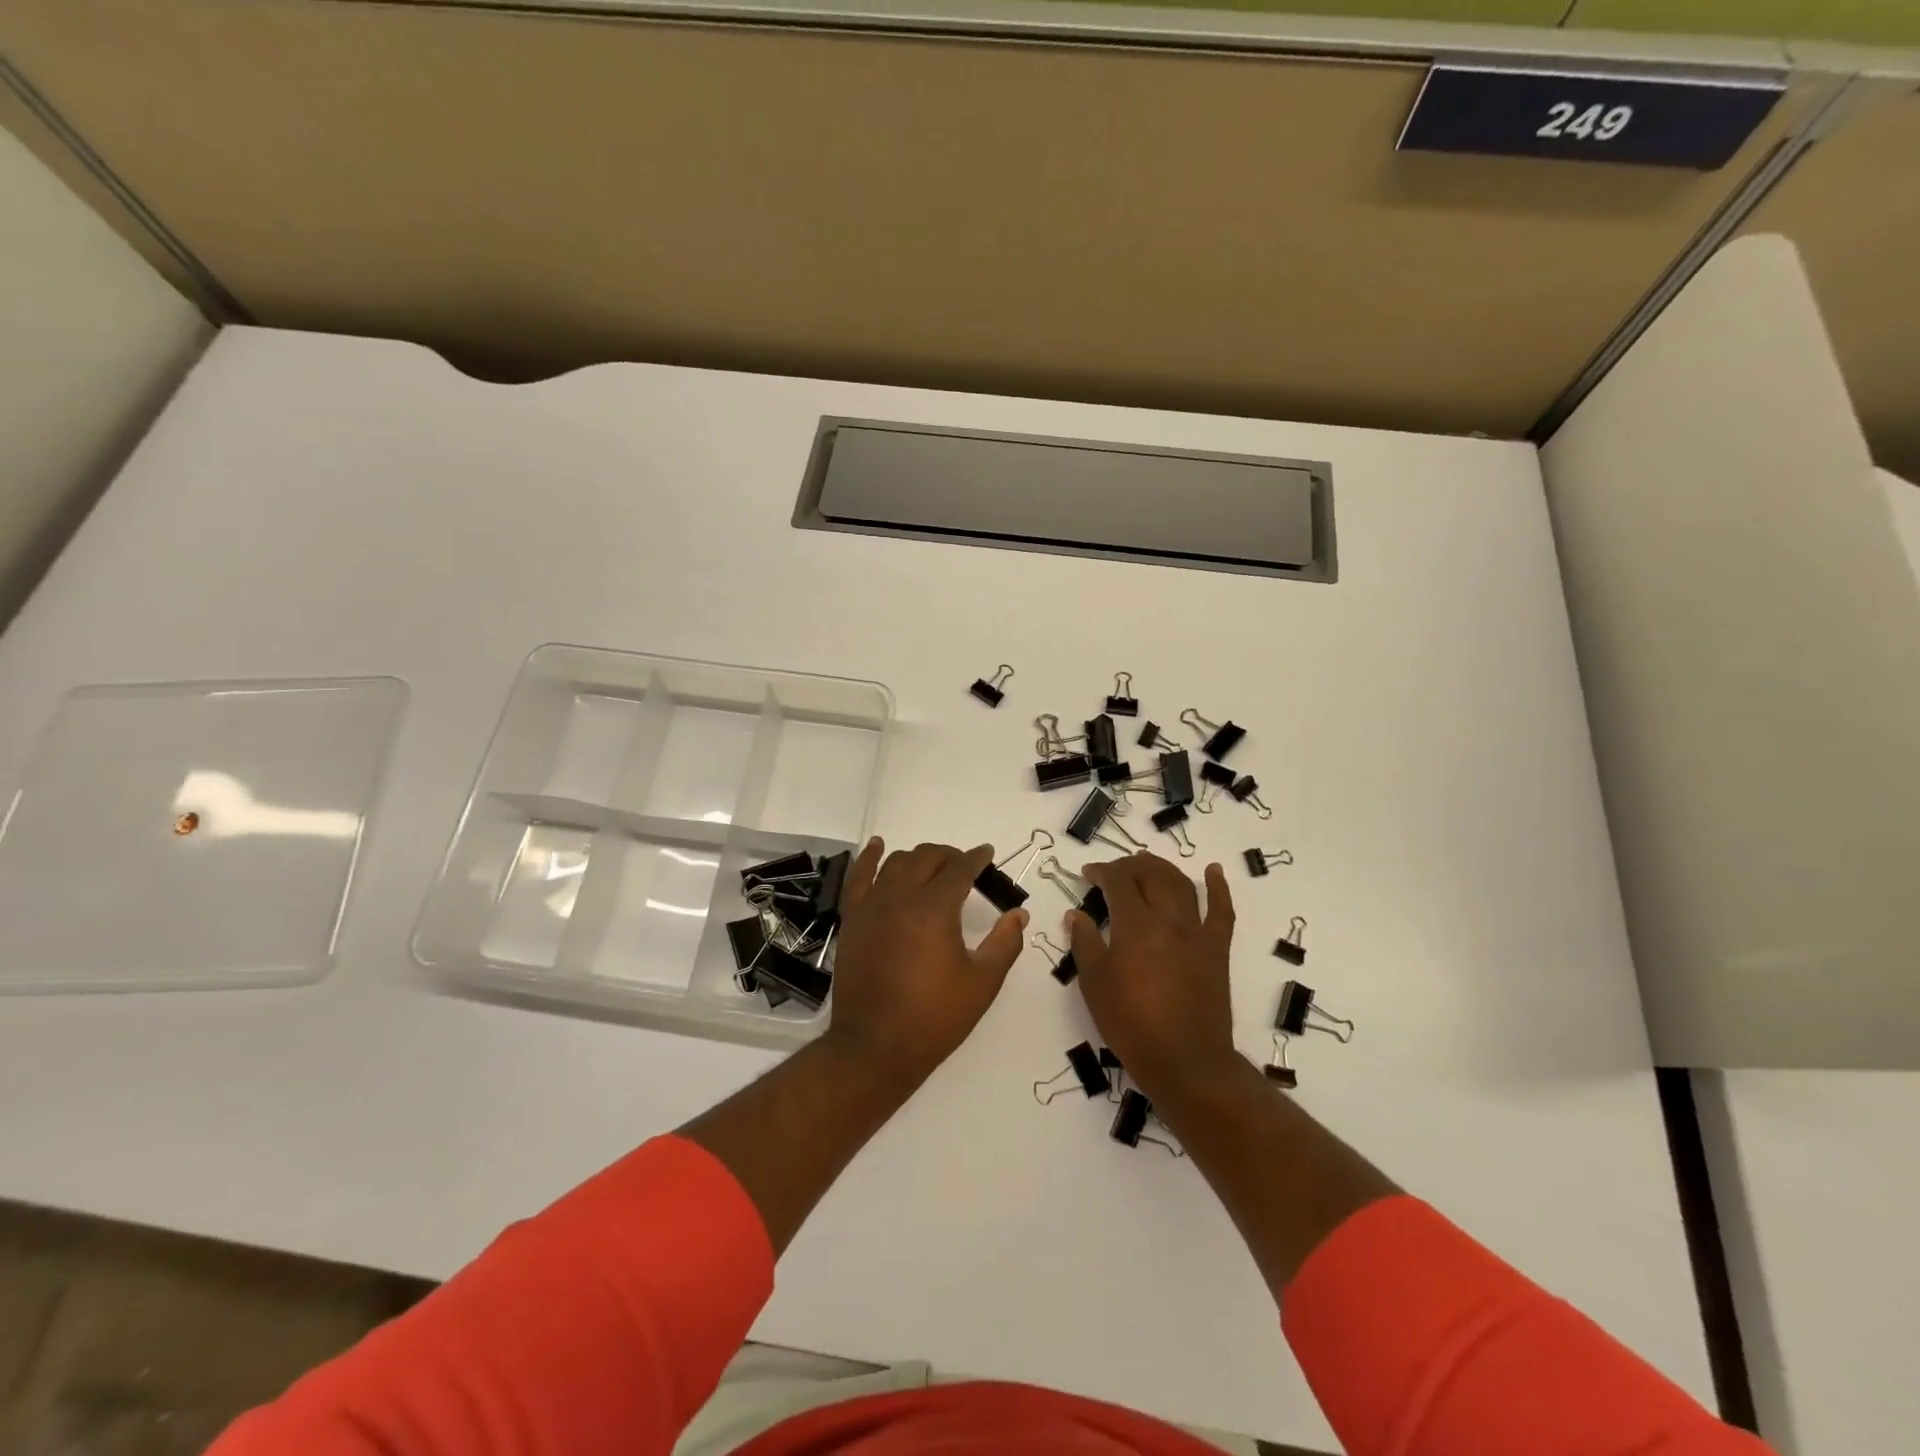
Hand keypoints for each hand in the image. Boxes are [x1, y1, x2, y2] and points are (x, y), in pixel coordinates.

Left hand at [825, 838, 1026, 1088]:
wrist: (875, 1047)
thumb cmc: (934, 1018)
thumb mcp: (982, 983)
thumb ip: (1005, 943)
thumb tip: (1019, 914)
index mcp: (935, 909)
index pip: (960, 868)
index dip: (976, 858)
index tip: (987, 854)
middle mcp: (901, 897)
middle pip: (927, 857)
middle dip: (949, 855)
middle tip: (964, 867)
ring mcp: (872, 905)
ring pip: (895, 862)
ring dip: (918, 858)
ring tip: (931, 866)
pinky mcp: (852, 918)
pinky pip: (858, 876)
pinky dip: (869, 857)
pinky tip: (877, 846)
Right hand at [1067, 854, 1236, 1101]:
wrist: (1185, 1060)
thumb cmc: (1131, 1023)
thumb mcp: (1094, 984)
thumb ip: (1085, 942)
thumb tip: (1077, 914)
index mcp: (1135, 925)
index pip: (1118, 881)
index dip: (1102, 871)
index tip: (1088, 875)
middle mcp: (1168, 918)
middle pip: (1150, 874)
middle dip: (1130, 865)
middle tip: (1114, 871)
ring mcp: (1197, 932)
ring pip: (1182, 884)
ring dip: (1162, 868)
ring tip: (1147, 862)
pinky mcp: (1217, 949)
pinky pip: (1221, 911)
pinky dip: (1218, 887)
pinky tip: (1213, 871)